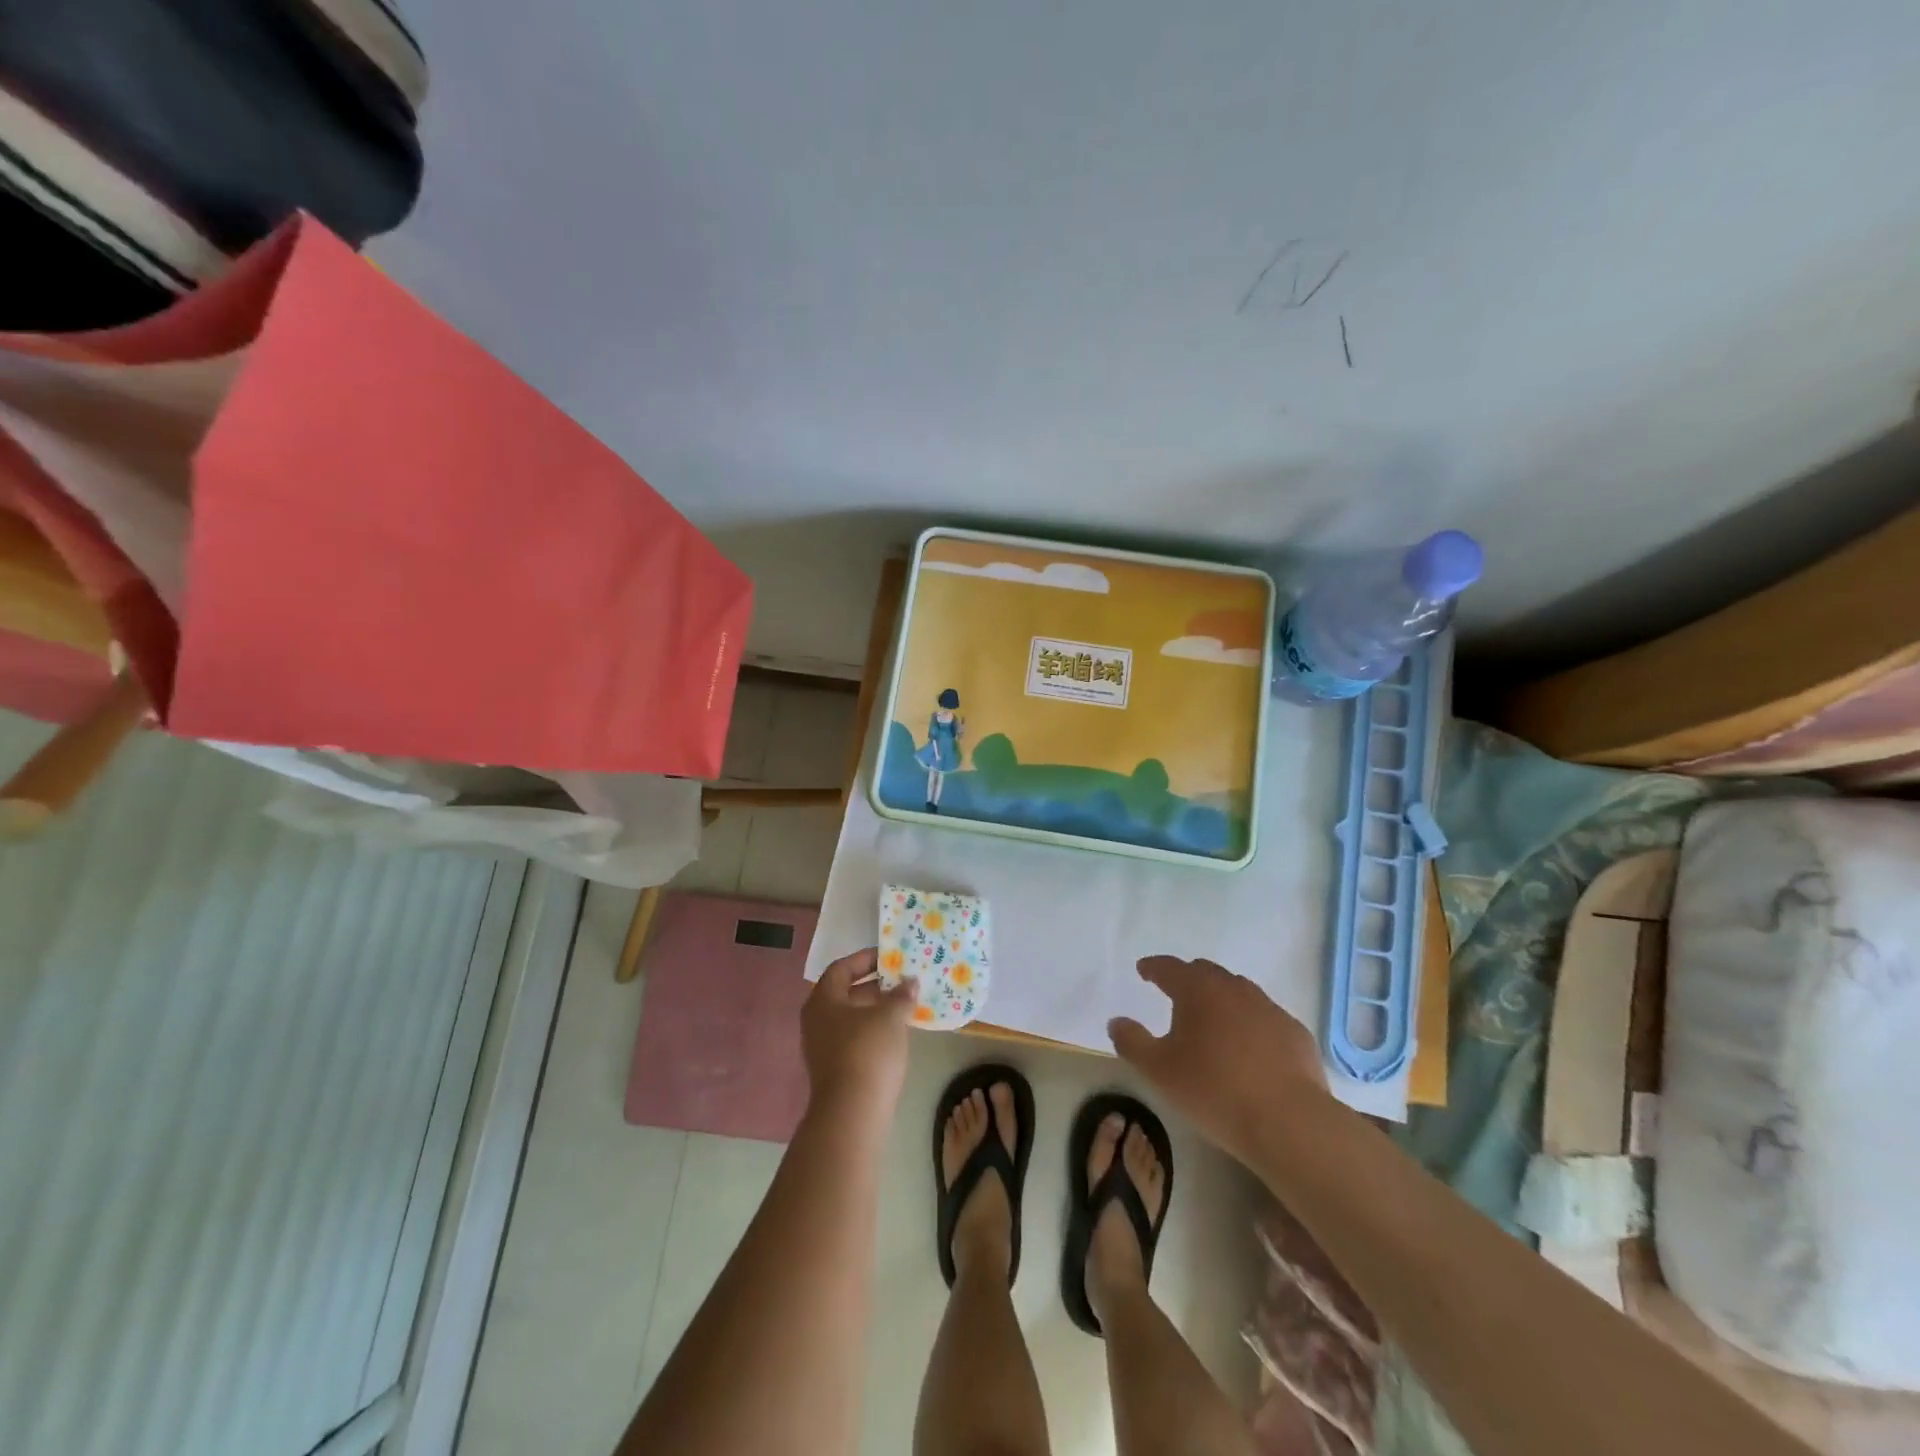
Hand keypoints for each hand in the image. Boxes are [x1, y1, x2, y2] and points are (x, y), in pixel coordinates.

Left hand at [802, 949, 916, 1124]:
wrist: (852, 1113)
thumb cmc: (868, 1051)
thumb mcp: (890, 1016)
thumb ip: (901, 995)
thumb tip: (910, 982)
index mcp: (823, 999)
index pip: (842, 968)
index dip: (866, 959)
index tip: (890, 956)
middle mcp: (817, 1020)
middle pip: (846, 992)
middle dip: (875, 985)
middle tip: (902, 979)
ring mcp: (823, 1047)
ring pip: (852, 1017)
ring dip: (877, 1009)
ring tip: (905, 1004)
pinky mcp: (835, 1068)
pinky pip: (855, 1038)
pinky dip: (874, 1030)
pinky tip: (897, 1033)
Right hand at [1109, 956, 1327, 1165]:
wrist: (1289, 1122)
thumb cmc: (1214, 1090)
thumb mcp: (1158, 1071)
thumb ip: (1132, 1042)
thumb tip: (1117, 1021)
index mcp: (1197, 990)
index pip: (1169, 967)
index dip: (1153, 967)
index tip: (1143, 970)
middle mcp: (1234, 989)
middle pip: (1206, 973)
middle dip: (1188, 978)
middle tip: (1176, 993)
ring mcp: (1269, 1009)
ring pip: (1239, 993)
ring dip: (1222, 1000)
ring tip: (1213, 1022)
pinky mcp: (1296, 1034)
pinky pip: (1266, 1019)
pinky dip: (1252, 1024)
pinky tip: (1250, 1048)